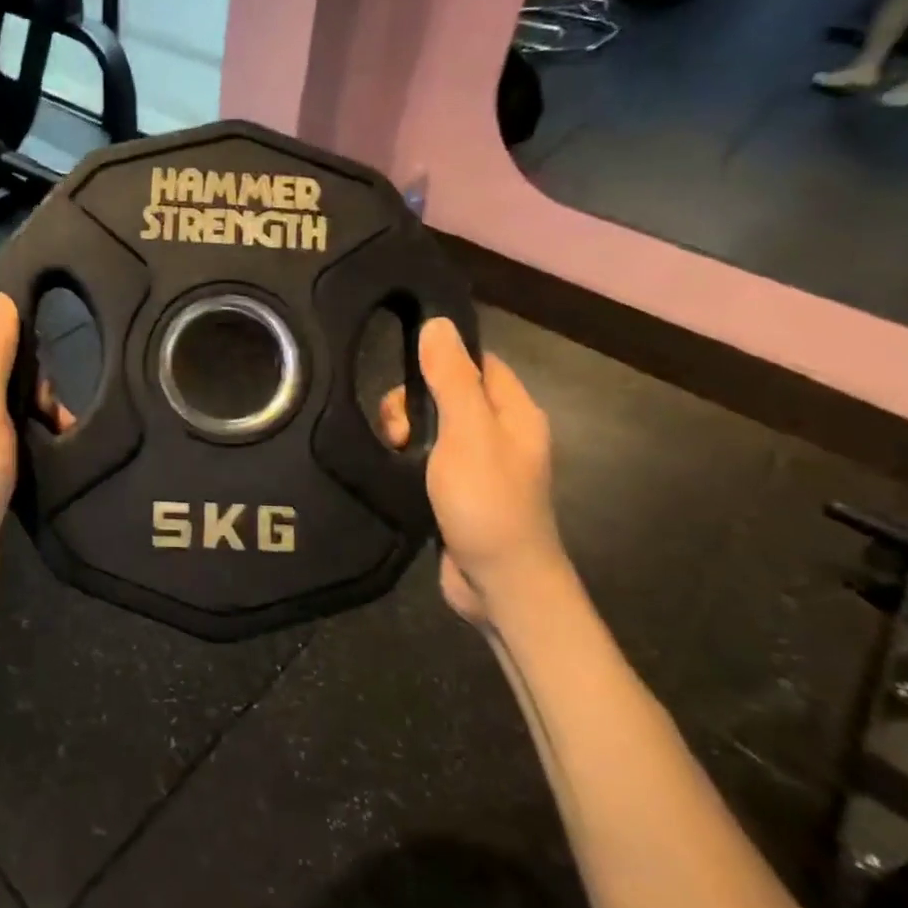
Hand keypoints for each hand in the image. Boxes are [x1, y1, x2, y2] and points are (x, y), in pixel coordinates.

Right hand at [382, 319, 572, 626]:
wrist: (500, 584)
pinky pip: (427, 460)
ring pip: (432, 428)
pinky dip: (407, 460)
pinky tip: (392, 469)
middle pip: (448, 394)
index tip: (404, 370)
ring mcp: (478, 466)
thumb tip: (438, 323)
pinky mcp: (456, 492)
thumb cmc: (488, 502)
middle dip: (414, 403)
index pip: (477, 362)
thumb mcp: (467, 432)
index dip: (441, 359)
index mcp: (514, 412)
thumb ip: (451, 378)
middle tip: (398, 429)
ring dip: (406, 434)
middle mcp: (499, 434)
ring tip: (394, 453)